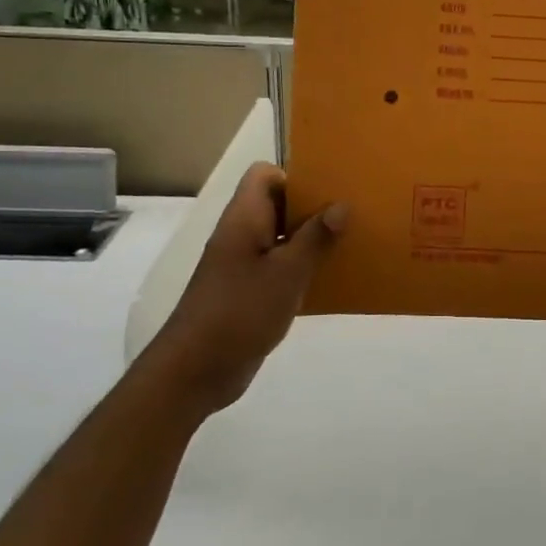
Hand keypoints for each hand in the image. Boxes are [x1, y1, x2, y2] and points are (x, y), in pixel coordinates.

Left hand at [148, 163, 346, 415]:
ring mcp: (241, 265)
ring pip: (280, 238)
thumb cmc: (240, 311)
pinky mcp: (247, 292)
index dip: (294, 176)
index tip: (328, 191)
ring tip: (348, 245)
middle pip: (276, 205)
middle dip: (311, 208)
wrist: (196, 370)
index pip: (263, 175)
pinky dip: (301, 269)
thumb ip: (315, 238)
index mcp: (244, 218)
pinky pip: (278, 268)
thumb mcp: (287, 272)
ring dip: (310, 241)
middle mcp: (240, 235)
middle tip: (350, 216)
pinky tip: (329, 281)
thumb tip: (341, 205)